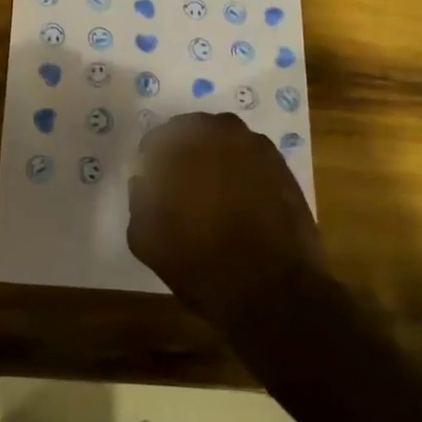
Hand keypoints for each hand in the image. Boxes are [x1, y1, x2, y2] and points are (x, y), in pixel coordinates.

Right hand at [127, 112, 325, 329]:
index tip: (152, 181)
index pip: (158, 138)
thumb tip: (144, 182)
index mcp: (182, 145)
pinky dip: (242, 169)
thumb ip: (139, 200)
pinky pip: (251, 157)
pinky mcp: (281, 166)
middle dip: (184, 151)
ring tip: (212, 190)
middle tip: (181, 182)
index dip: (152, 159)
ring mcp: (256, 147)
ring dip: (215, 156)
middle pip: (193, 130)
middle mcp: (220, 134)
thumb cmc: (201, 263)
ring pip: (225, 139)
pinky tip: (240, 198)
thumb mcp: (146, 239)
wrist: (272, 290)